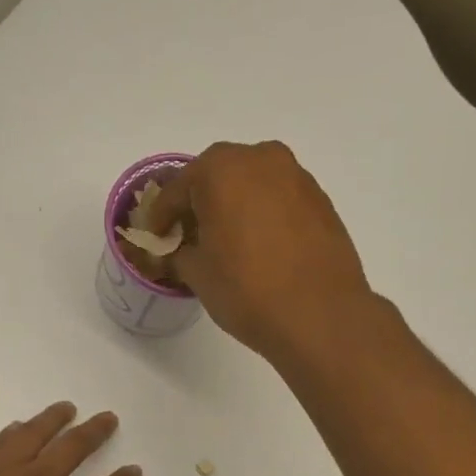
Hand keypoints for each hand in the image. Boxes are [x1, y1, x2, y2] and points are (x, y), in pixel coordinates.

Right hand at [141, 140, 372, 358]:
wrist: (320, 315)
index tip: (154, 239)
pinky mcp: (321, 201)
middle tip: (188, 238)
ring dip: (234, 208)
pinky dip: (262, 217)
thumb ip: (178, 255)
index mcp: (222, 169)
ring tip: (225, 245)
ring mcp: (297, 177)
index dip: (160, 217)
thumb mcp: (198, 274)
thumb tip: (175, 253)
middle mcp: (261, 159)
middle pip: (217, 177)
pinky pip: (278, 201)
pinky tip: (258, 249)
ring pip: (252, 186)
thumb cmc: (247, 290)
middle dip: (199, 205)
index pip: (177, 189)